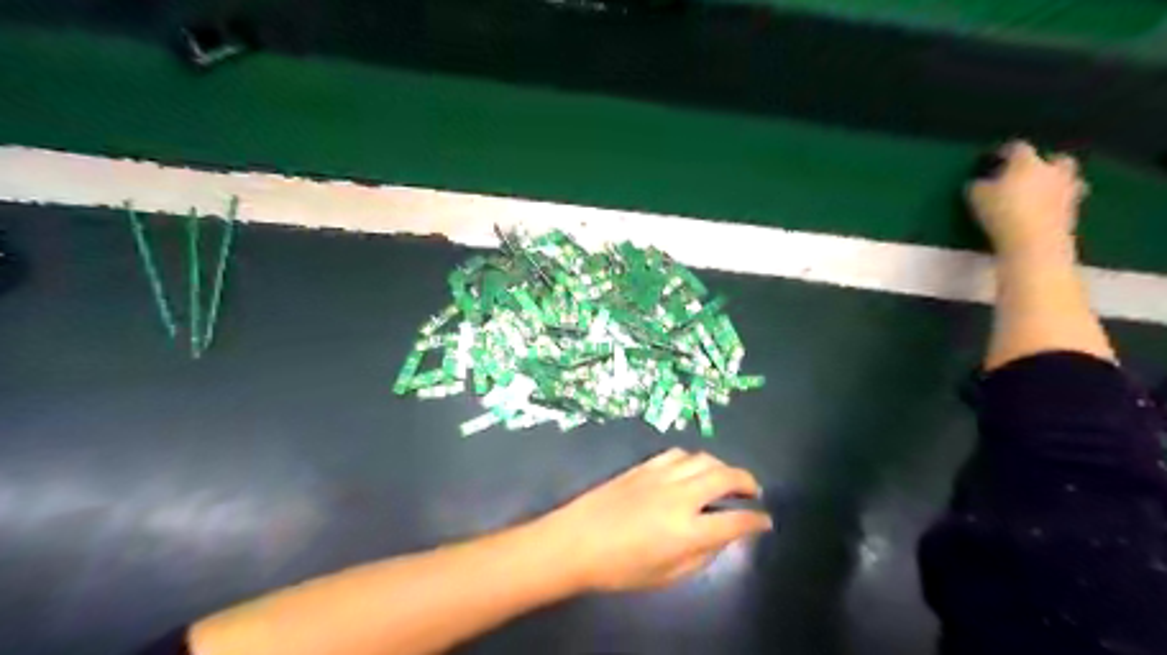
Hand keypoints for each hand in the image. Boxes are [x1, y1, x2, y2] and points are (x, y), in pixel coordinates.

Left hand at [538, 451, 772, 592]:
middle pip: (725, 476)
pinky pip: (677, 454)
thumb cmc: (620, 567)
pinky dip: (693, 459)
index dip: (756, 521)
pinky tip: (692, 469)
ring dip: (722, 466)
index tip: (765, 521)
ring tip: (726, 478)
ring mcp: (661, 476)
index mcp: (688, 530)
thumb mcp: (666, 575)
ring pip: (704, 459)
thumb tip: (721, 537)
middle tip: (753, 491)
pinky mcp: (644, 466)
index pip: (735, 520)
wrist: (576, 540)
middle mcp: (680, 496)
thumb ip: (701, 555)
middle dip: (747, 481)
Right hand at [963, 141, 1089, 259]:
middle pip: (1055, 159)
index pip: (1017, 148)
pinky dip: (1054, 204)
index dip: (1004, 151)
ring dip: (1055, 183)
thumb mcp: (976, 198)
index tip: (994, 157)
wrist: (1034, 241)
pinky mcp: (1073, 213)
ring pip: (1066, 180)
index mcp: (1027, 162)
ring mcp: (1067, 191)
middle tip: (1027, 173)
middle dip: (1044, 163)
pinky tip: (1040, 212)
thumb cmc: (1002, 213)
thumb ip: (977, 186)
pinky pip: (1064, 202)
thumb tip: (978, 182)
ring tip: (1038, 193)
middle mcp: (1052, 171)